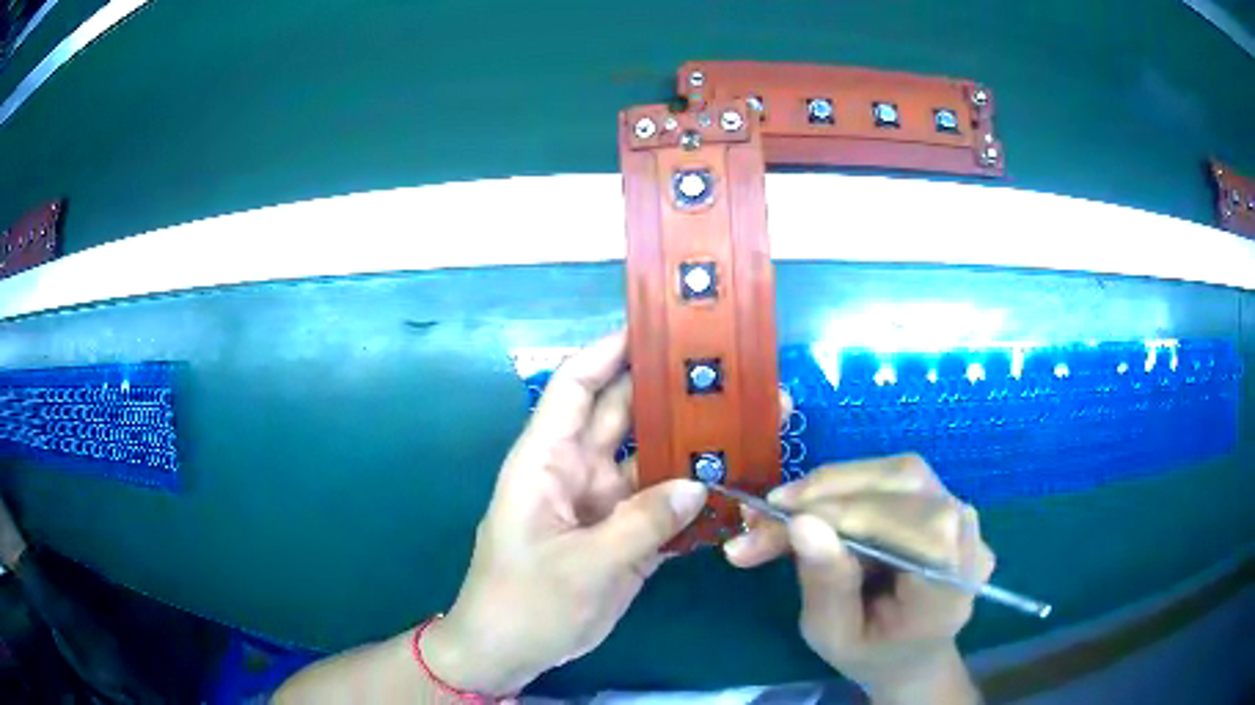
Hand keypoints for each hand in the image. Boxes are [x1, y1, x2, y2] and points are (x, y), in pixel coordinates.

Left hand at [422, 332, 708, 696]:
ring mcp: (606, 504)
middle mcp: (579, 471)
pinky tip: (736, 484)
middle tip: (730, 372)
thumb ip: (640, 524)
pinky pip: (665, 505)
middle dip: (671, 392)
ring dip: (694, 445)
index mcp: (548, 460)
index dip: (613, 351)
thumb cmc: (524, 601)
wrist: (512, 651)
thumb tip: (697, 483)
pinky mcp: (626, 536)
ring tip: (749, 423)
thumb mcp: (581, 565)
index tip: (663, 328)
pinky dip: (695, 497)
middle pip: (626, 415)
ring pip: (653, 460)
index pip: (578, 385)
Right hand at [723, 455, 992, 703]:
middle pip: (906, 485)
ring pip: (898, 472)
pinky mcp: (943, 500)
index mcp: (950, 587)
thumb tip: (801, 523)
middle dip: (829, 493)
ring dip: (832, 485)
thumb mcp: (833, 637)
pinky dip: (845, 486)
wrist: (912, 652)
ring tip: (781, 510)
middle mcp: (967, 539)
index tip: (783, 521)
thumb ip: (825, 585)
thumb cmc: (872, 654)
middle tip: (763, 513)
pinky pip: (894, 478)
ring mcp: (960, 515)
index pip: (918, 527)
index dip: (854, 514)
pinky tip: (811, 506)